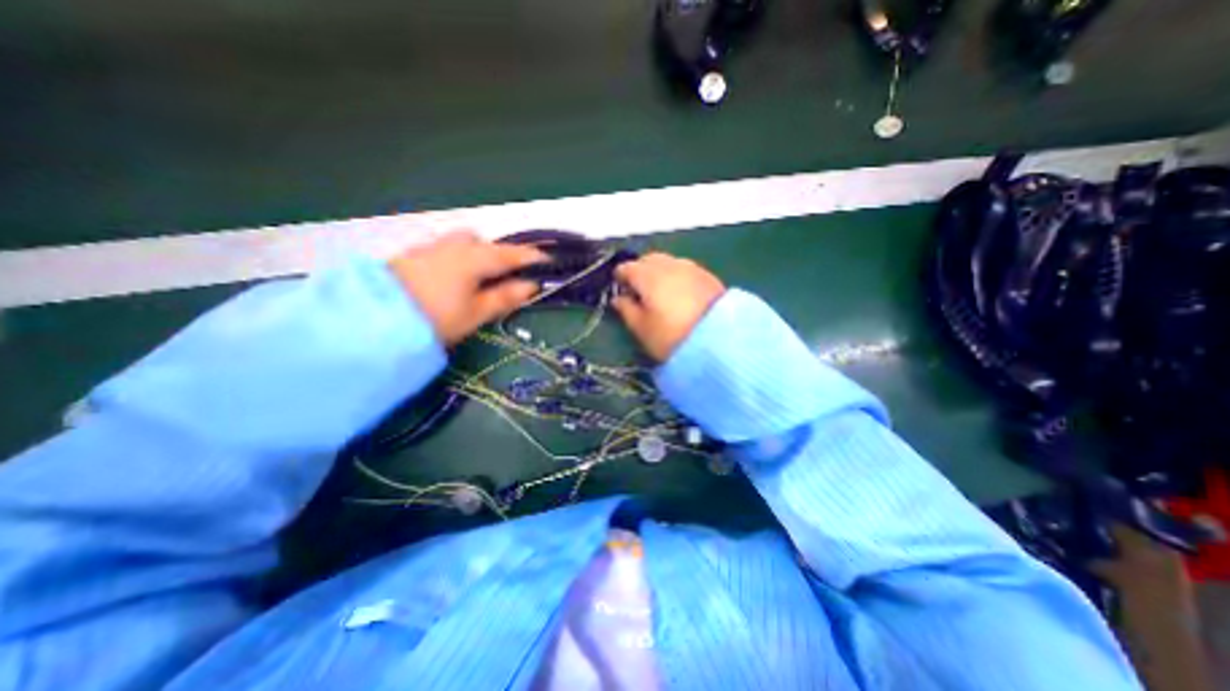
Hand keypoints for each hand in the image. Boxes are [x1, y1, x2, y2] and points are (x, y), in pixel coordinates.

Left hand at [389, 232, 541, 345]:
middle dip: (496, 253)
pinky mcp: (412, 256)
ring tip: (477, 279)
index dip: (531, 256)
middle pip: (482, 242)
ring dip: (475, 254)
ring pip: (461, 243)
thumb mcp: (476, 313)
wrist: (374, 320)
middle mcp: (453, 246)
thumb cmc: (436, 318)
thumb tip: (532, 286)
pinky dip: (456, 258)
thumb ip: (505, 297)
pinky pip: (444, 250)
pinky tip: (451, 279)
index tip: (548, 259)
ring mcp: (430, 248)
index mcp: (474, 259)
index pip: (511, 254)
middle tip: (503, 276)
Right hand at [611, 253, 723, 360]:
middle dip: (640, 270)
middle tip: (638, 290)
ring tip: (659, 292)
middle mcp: (669, 264)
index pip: (627, 267)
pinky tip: (679, 293)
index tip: (620, 290)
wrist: (720, 341)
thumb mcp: (641, 328)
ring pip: (668, 262)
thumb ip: (626, 310)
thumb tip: (618, 298)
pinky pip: (684, 269)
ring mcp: (691, 267)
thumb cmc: (672, 337)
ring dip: (659, 271)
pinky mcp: (708, 275)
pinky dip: (676, 276)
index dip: (619, 277)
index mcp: (648, 275)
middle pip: (648, 259)